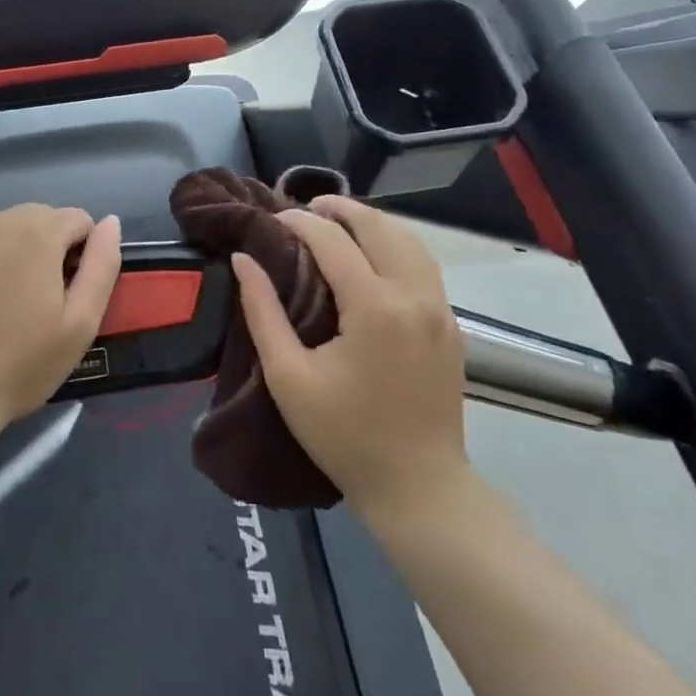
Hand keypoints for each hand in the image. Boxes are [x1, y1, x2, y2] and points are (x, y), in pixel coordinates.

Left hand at [0, 206, 121, 439]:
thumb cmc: (18, 366)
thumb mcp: (80, 324)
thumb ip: (102, 266)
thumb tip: (110, 222)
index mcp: (37, 233)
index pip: (76, 220)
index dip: (80, 253)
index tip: (67, 292)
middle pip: (34, 219)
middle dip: (42, 248)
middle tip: (32, 300)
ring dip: (3, 252)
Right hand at [234, 196, 469, 520]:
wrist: (419, 488)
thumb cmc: (345, 436)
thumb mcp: (288, 377)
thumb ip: (262, 311)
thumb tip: (244, 259)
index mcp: (373, 307)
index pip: (333, 240)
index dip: (299, 221)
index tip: (273, 218)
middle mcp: (413, 296)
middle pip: (378, 226)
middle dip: (339, 208)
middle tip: (304, 209)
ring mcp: (440, 308)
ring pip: (408, 238)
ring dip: (371, 221)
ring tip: (337, 222)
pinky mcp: (451, 324)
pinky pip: (424, 263)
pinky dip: (395, 244)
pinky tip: (373, 254)